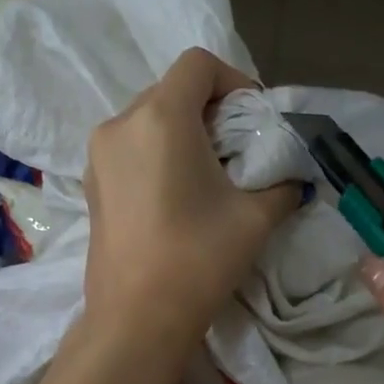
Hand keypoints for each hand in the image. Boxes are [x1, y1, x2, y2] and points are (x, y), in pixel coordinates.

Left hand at [81, 48, 299, 354]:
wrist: (136, 319)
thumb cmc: (198, 259)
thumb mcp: (255, 218)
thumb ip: (282, 185)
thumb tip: (293, 179)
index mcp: (160, 118)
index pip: (198, 65)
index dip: (233, 80)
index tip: (253, 118)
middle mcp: (121, 124)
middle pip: (170, 90)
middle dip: (209, 109)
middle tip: (236, 148)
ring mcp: (98, 155)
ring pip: (147, 119)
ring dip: (181, 132)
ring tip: (207, 174)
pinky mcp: (90, 185)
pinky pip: (129, 148)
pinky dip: (156, 154)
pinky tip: (176, 194)